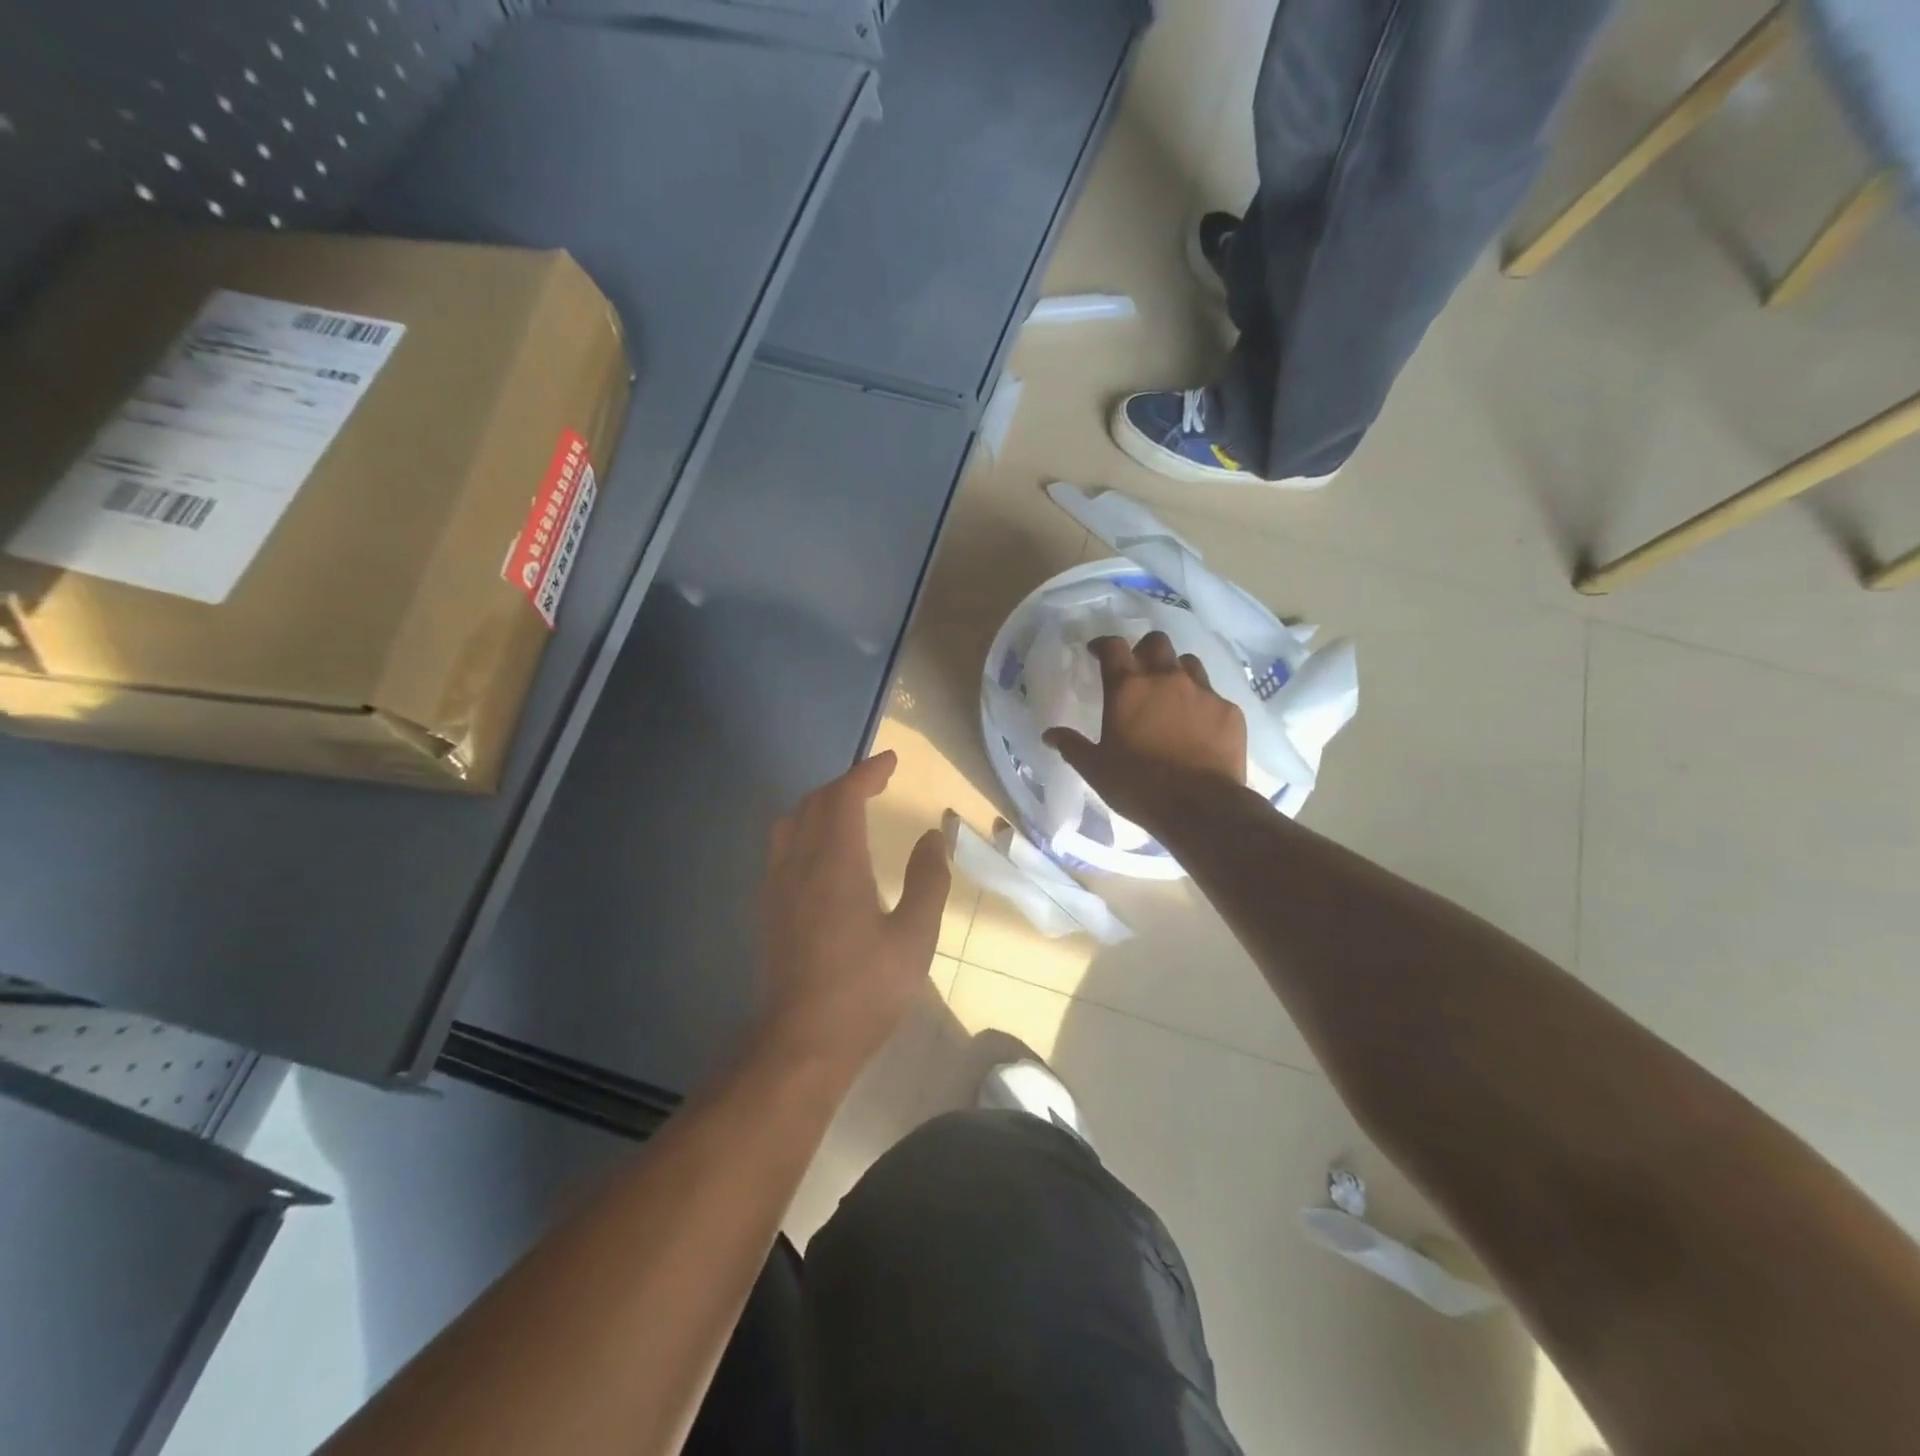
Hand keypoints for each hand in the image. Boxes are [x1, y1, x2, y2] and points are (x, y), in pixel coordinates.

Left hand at [755, 751, 950, 1077]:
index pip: (844, 796)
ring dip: (821, 805)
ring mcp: (776, 887)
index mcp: (835, 864)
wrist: (800, 1044)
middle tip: (877, 782)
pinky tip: (824, 854)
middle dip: (846, 784)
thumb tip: (933, 837)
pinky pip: (782, 848)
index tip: (891, 761)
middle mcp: (798, 864)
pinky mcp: (767, 910)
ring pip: (791, 823)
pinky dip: (806, 830)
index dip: (867, 772)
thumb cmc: (865, 992)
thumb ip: (928, 881)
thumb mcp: (914, 938)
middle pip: (814, 803)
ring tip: (850, 810)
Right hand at [1043, 631, 1246, 831]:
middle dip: (1144, 649)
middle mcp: (1166, 679)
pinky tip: (1198, 726)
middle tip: (1137, 669)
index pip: (1114, 647)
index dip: (1104, 645)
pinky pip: (1213, 696)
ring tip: (1170, 695)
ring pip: (1188, 663)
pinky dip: (1202, 704)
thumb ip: (1072, 746)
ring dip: (1176, 672)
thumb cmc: (1138, 785)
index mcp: (1128, 688)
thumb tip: (1049, 735)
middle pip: (1157, 643)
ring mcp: (1203, 692)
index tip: (1097, 652)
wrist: (1201, 807)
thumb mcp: (1095, 769)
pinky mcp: (1229, 711)